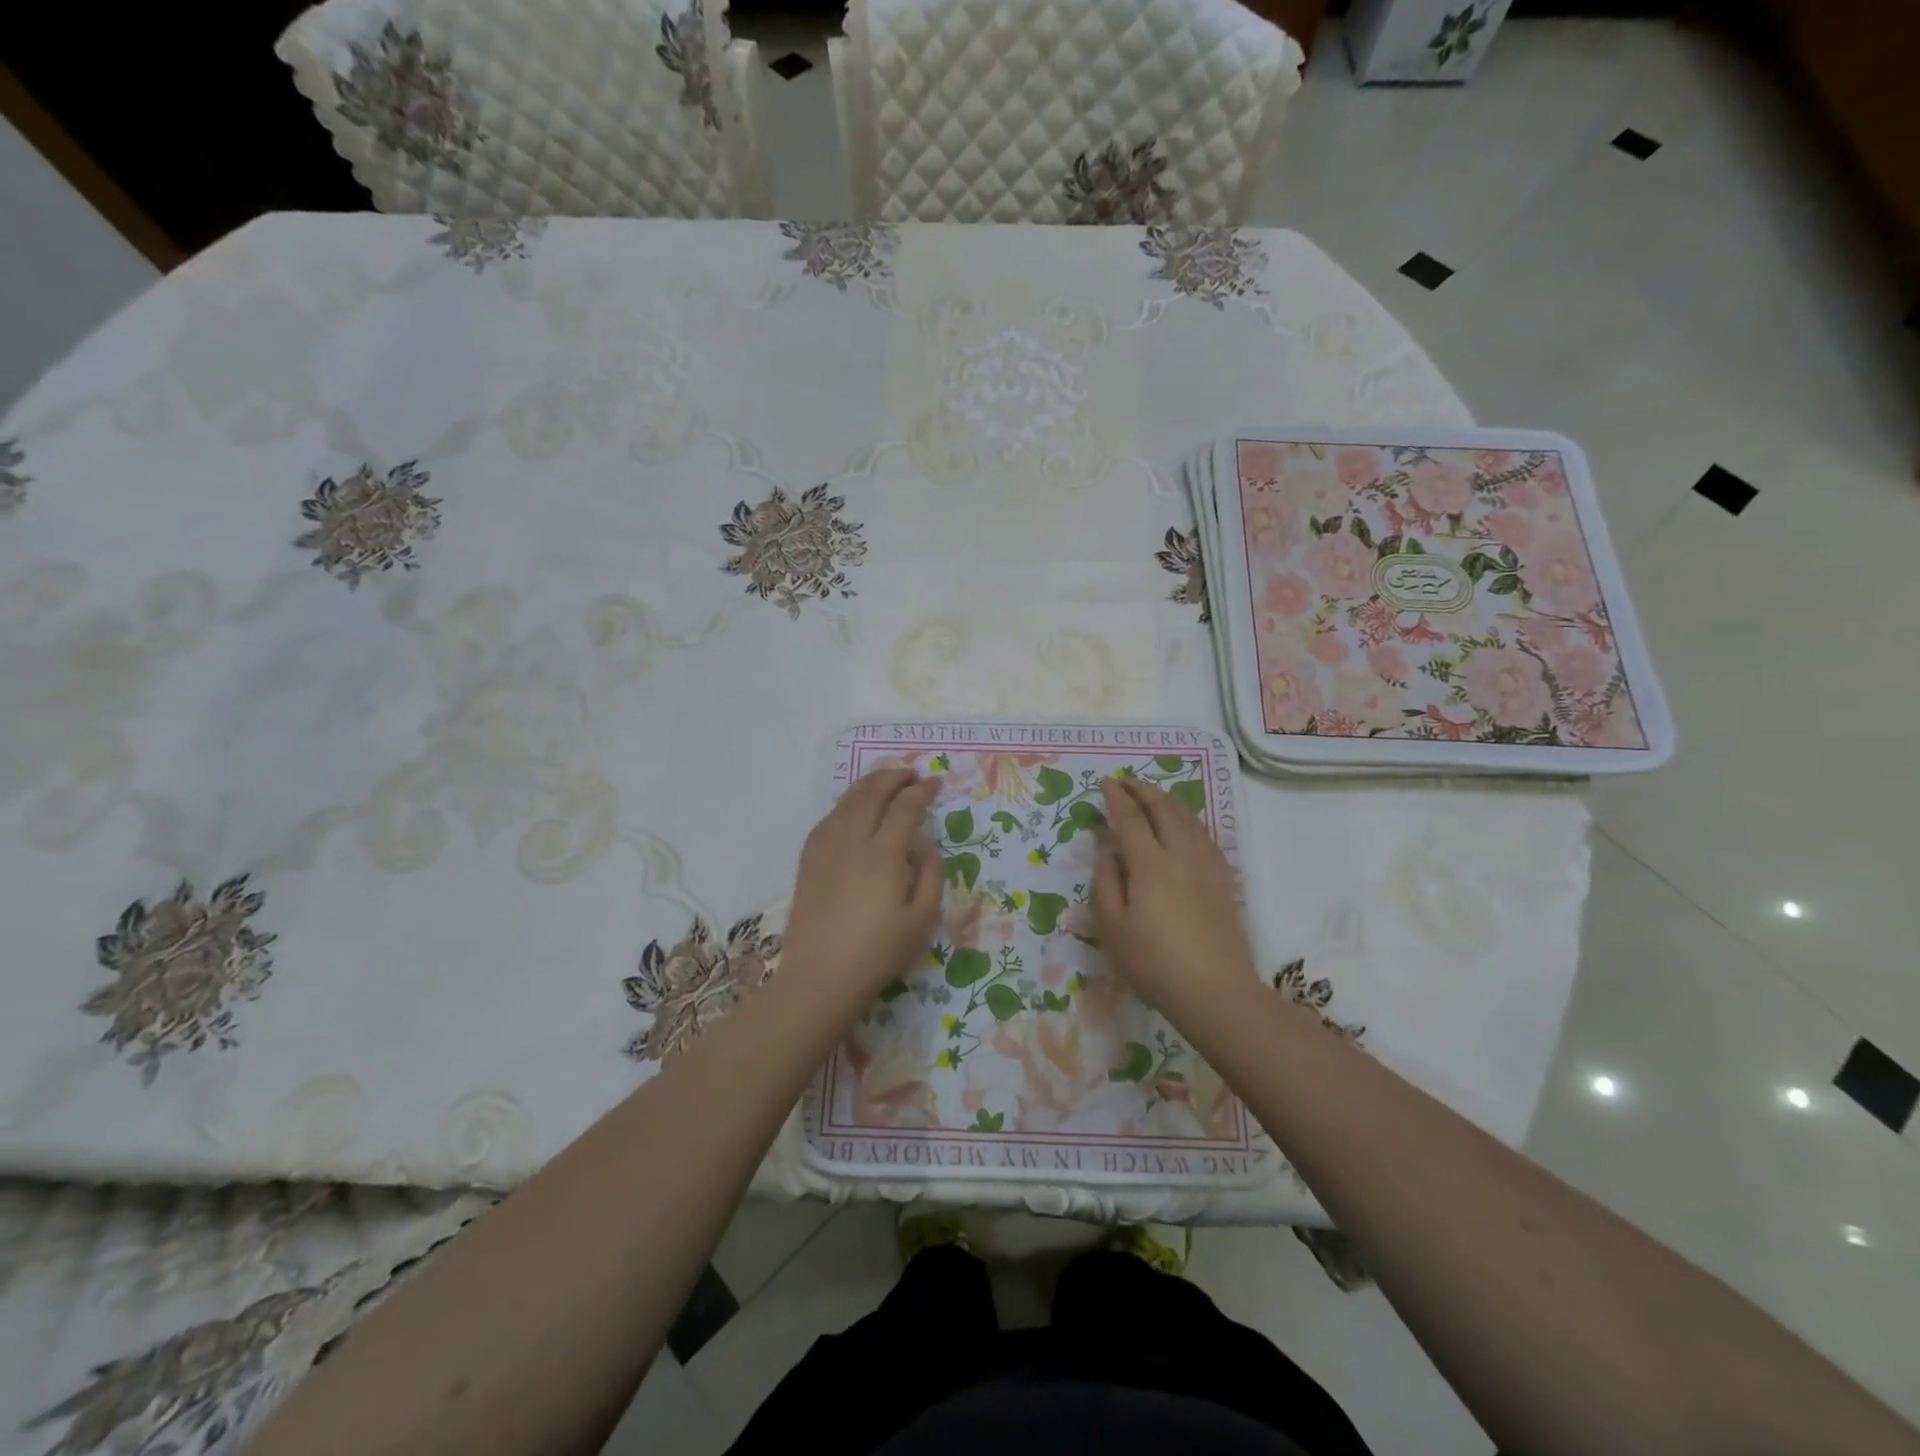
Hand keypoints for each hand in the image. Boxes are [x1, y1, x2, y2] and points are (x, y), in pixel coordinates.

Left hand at [781, 768, 942, 1012]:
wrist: (820, 978)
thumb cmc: (877, 953)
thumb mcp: (921, 921)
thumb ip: (930, 877)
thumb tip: (927, 847)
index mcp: (883, 855)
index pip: (904, 808)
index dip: (921, 791)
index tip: (935, 783)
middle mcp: (852, 842)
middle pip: (871, 794)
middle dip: (893, 778)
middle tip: (911, 773)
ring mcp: (825, 849)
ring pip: (846, 802)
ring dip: (867, 785)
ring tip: (883, 781)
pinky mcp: (808, 862)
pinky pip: (827, 819)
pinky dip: (844, 805)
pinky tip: (851, 809)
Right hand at [1092, 777, 1262, 1023]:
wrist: (1214, 991)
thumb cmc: (1152, 961)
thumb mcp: (1112, 926)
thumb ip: (1106, 881)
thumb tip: (1106, 848)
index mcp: (1149, 863)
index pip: (1130, 818)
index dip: (1117, 797)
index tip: (1106, 782)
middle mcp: (1181, 854)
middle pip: (1164, 809)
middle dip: (1144, 790)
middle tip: (1128, 782)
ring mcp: (1207, 866)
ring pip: (1189, 819)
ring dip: (1168, 801)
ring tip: (1154, 797)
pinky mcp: (1223, 881)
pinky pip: (1205, 836)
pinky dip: (1190, 820)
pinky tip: (1186, 827)